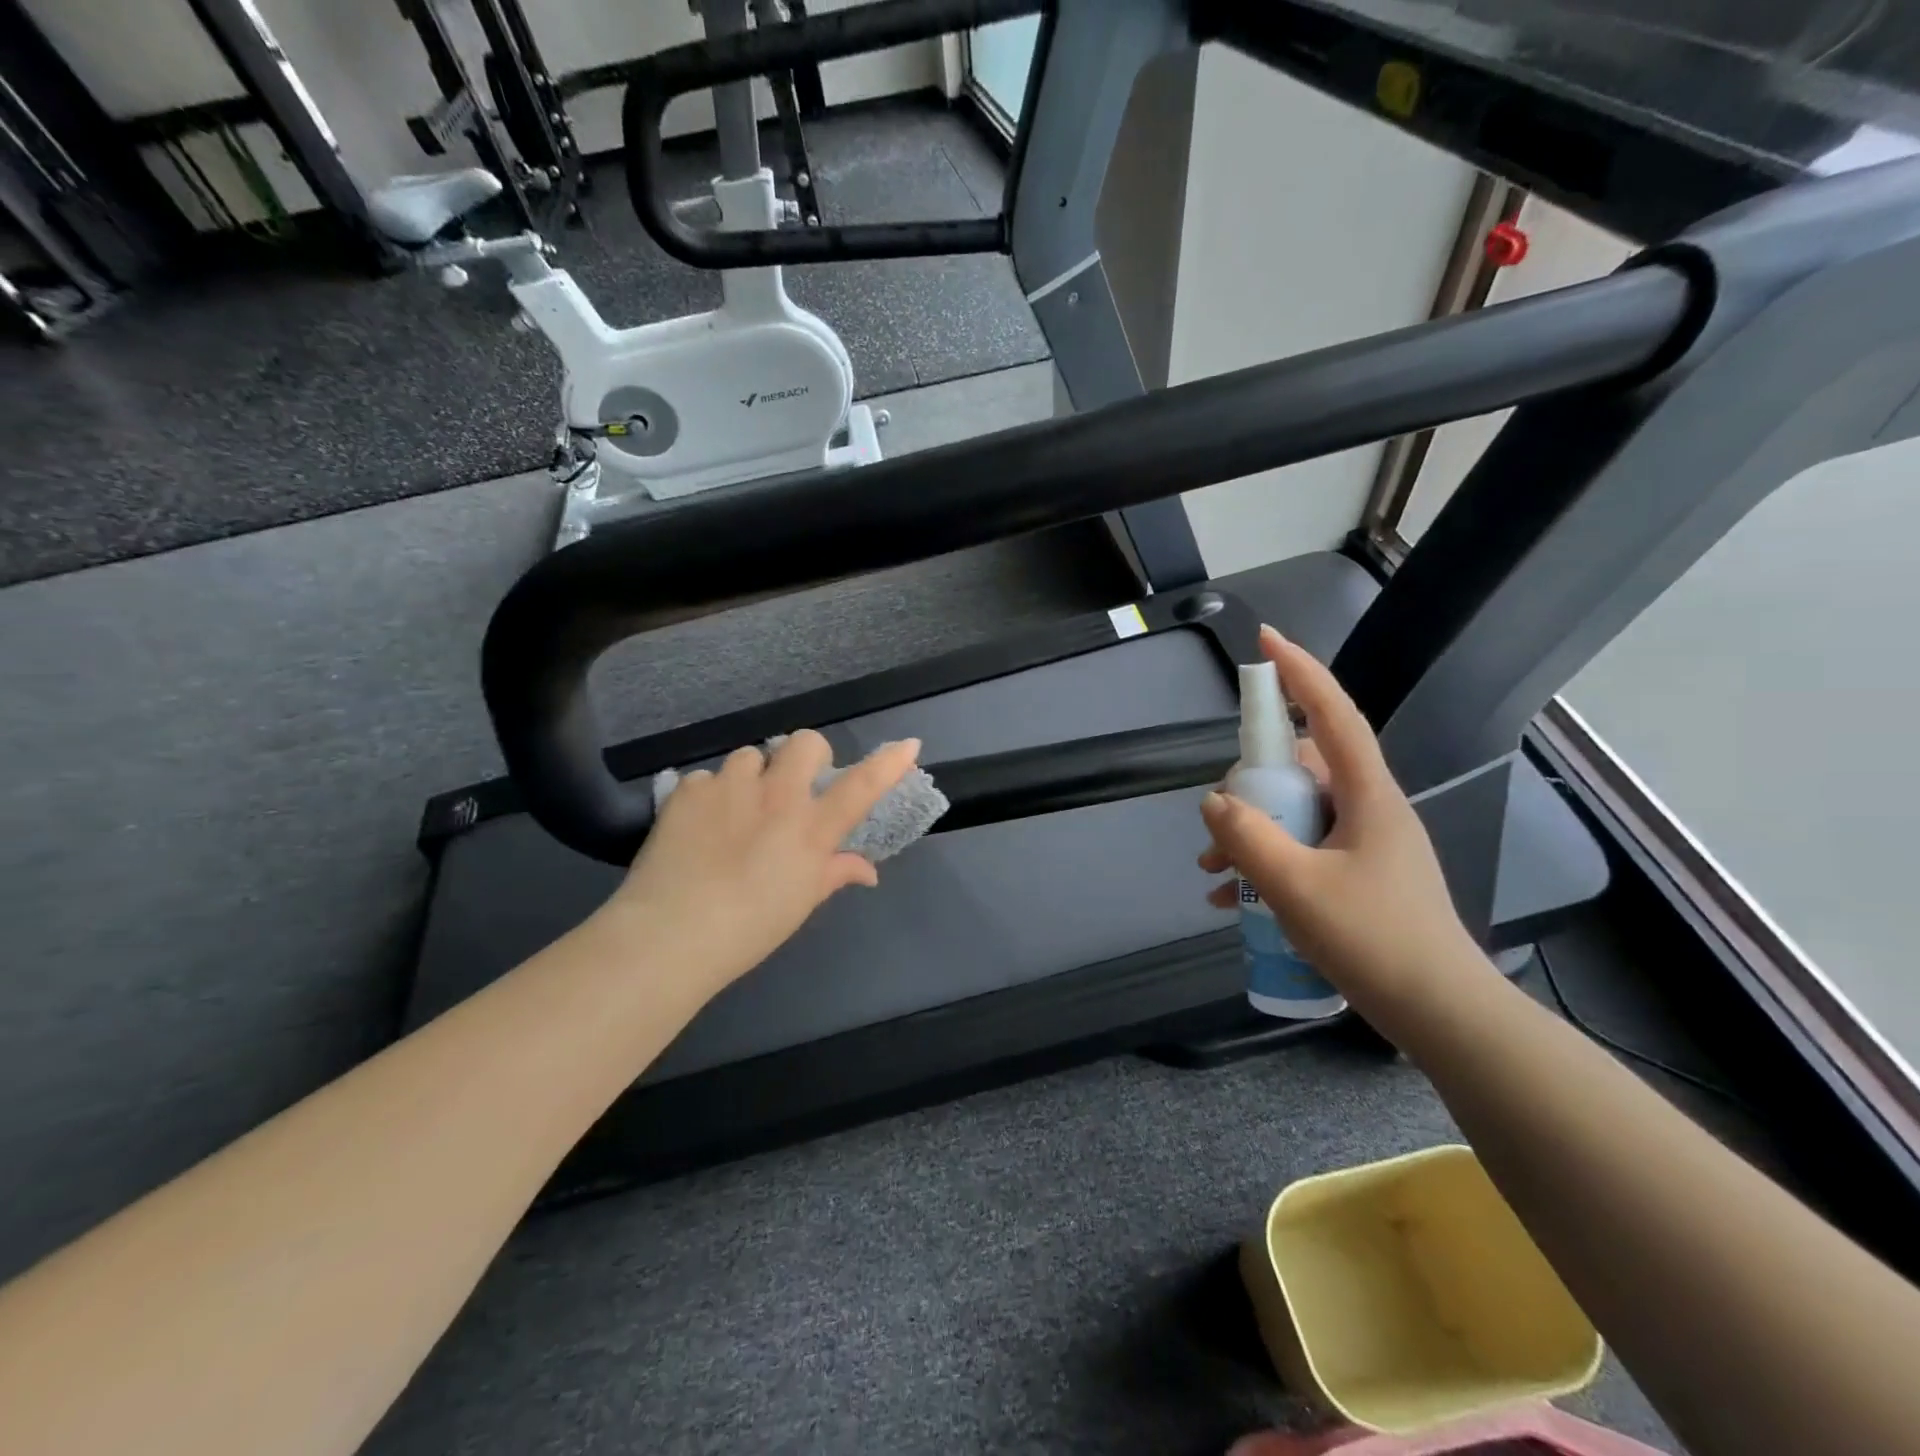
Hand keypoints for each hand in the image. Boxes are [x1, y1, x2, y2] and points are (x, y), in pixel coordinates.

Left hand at [601, 730, 921, 997]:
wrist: (671, 934)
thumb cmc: (748, 930)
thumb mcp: (800, 902)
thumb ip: (835, 874)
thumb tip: (867, 871)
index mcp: (810, 829)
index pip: (861, 787)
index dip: (888, 763)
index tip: (909, 745)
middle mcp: (776, 797)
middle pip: (804, 743)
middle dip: (807, 755)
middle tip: (795, 785)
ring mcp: (730, 788)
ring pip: (751, 756)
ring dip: (753, 776)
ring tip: (737, 810)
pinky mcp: (688, 791)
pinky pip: (707, 778)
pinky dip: (710, 796)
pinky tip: (699, 826)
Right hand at [1198, 625, 1488, 1017]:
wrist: (1442, 1017)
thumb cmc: (1375, 942)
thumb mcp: (1297, 888)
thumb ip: (1247, 839)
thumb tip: (1214, 803)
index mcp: (1367, 796)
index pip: (1333, 715)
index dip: (1300, 672)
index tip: (1265, 640)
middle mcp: (1369, 809)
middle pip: (1300, 769)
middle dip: (1250, 786)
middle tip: (1216, 823)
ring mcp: (1365, 844)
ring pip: (1296, 814)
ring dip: (1251, 833)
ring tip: (1213, 871)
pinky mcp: (1359, 877)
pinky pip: (1302, 850)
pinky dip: (1266, 864)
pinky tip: (1232, 901)